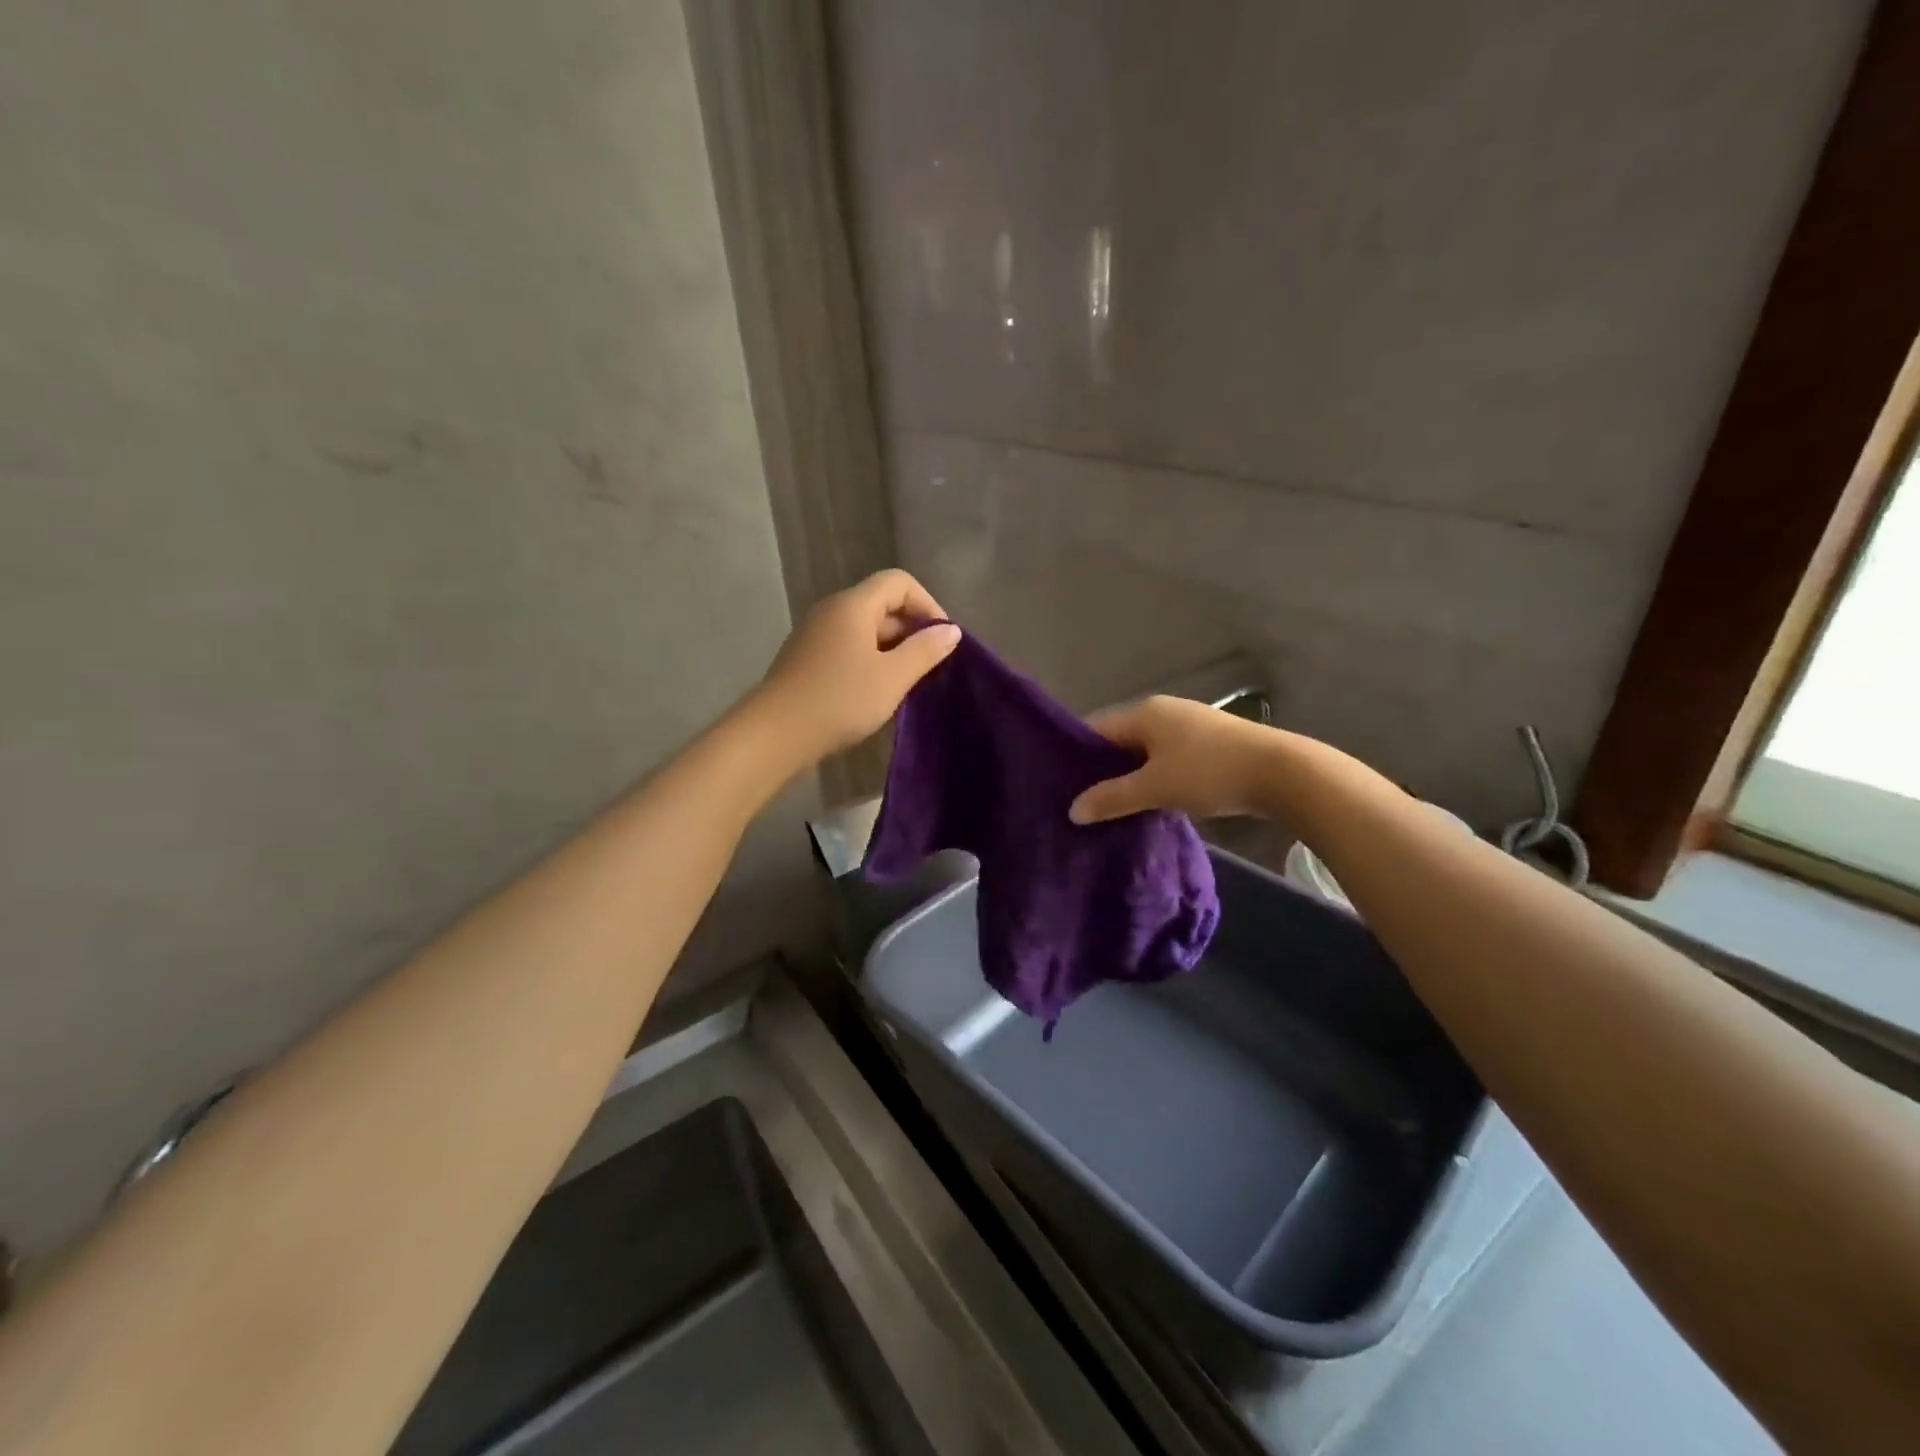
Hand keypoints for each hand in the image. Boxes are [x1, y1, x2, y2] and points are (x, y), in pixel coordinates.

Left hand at [754, 569, 961, 763]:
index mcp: (853, 605)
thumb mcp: (892, 677)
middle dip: (911, 629)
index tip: (942, 639)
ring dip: (891, 649)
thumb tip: (950, 630)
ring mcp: (815, 635)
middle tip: (930, 666)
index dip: (927, 604)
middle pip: (881, 604)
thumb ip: (925, 650)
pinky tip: (876, 692)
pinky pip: (847, 648)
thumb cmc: (839, 700)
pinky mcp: (806, 659)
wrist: (775, 734)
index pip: (899, 582)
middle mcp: (831, 611)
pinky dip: (869, 661)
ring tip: (907, 682)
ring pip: (864, 629)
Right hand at [1069, 695, 1269, 823]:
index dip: (1076, 757)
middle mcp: (1164, 711)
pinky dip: (1156, 777)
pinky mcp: (1210, 743)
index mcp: (1145, 712)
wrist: (1283, 773)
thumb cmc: (1209, 773)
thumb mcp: (1155, 788)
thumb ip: (1112, 798)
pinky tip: (1153, 801)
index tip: (1063, 787)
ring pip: (1145, 751)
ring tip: (1116, 807)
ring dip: (1132, 776)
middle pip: (1120, 739)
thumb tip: (1073, 810)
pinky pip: (1168, 758)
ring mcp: (1190, 725)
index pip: (1096, 729)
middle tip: (1086, 803)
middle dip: (1104, 770)